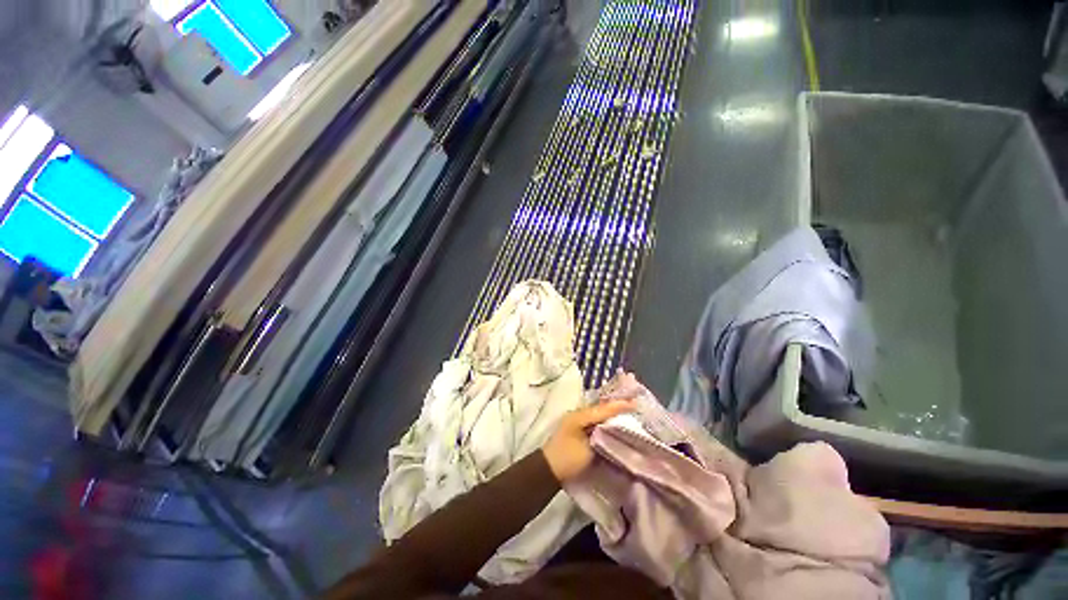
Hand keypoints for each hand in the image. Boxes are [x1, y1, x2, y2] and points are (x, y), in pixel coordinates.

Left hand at [542, 400, 632, 481]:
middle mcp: (579, 415)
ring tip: (630, 413)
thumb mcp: (586, 448)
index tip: (635, 403)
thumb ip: (601, 435)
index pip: (603, 409)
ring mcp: (579, 422)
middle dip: (617, 407)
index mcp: (580, 416)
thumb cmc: (568, 458)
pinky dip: (607, 421)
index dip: (619, 406)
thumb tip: (615, 428)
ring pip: (599, 414)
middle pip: (601, 409)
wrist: (549, 470)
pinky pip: (596, 421)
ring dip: (613, 414)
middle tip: (635, 406)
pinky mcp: (580, 430)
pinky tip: (617, 424)